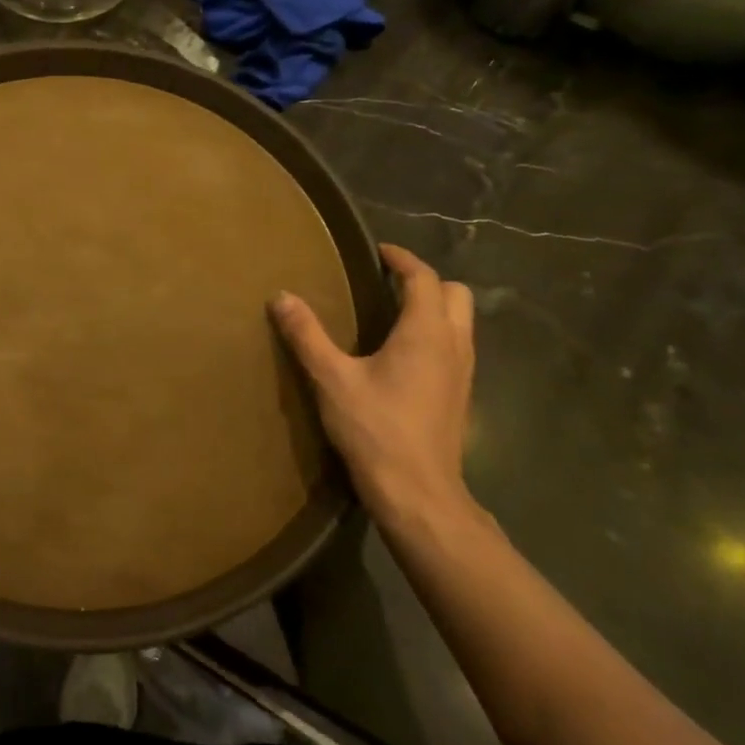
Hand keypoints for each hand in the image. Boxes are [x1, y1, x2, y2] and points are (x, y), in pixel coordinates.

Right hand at [272, 243, 478, 528]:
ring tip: (392, 313)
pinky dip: (436, 334)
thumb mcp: (331, 379)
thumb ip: (307, 335)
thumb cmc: (375, 429)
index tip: (378, 252)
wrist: (418, 492)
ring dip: (434, 307)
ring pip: (461, 321)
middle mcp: (453, 344)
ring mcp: (463, 372)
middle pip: (455, 294)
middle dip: (425, 281)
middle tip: (388, 283)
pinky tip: (403, 355)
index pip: (423, 278)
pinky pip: (456, 346)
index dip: (402, 259)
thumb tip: (281, 296)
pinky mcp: (460, 395)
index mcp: (425, 332)